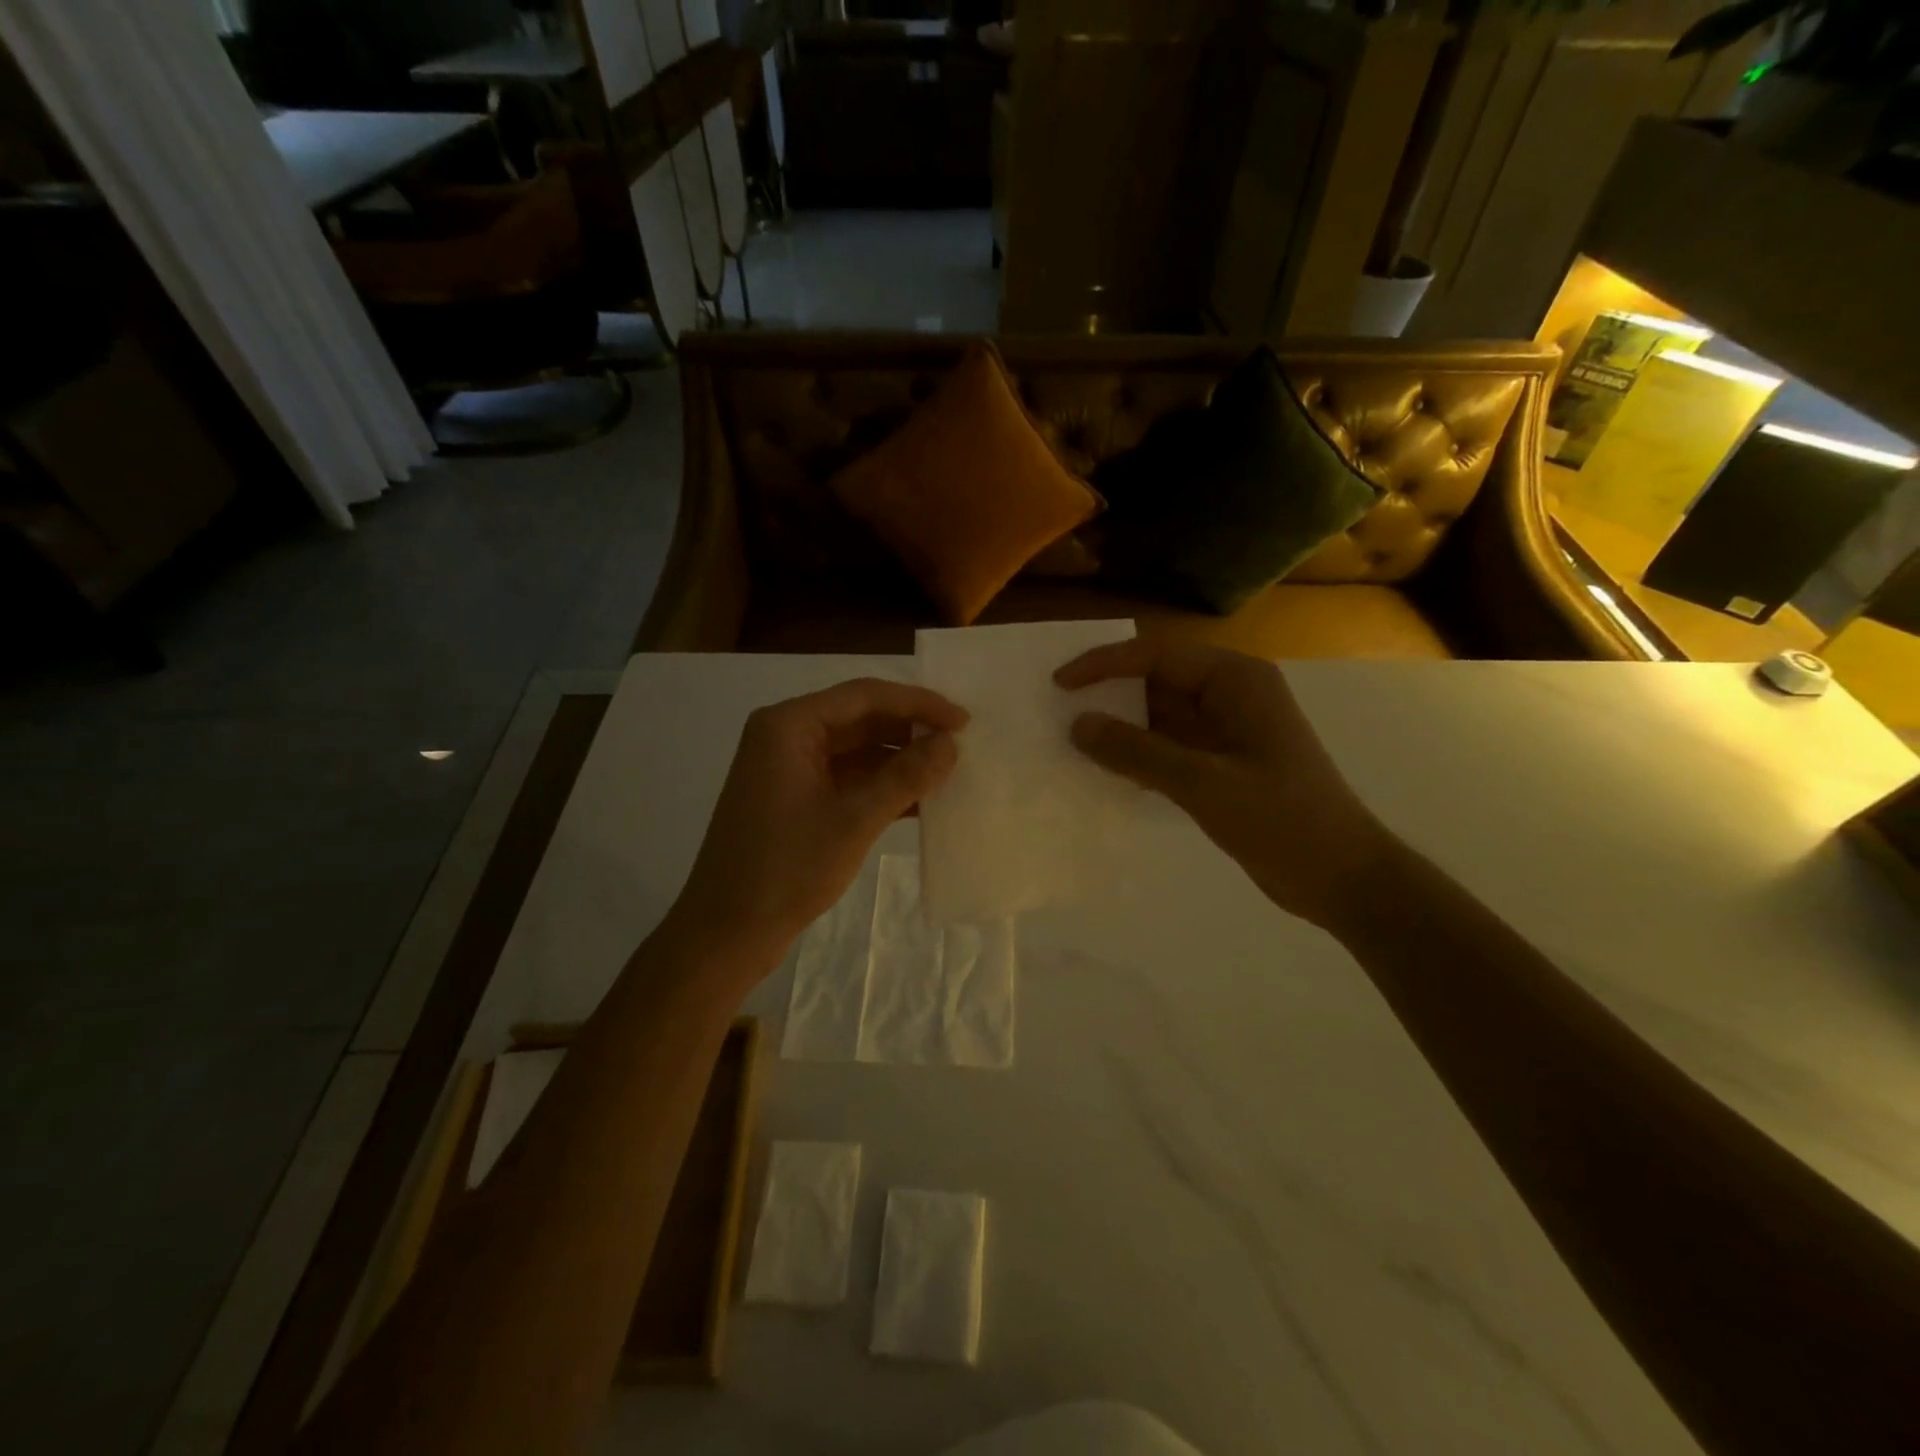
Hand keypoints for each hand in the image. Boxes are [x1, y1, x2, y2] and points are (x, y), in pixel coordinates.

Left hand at [674, 679, 966, 956]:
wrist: (726, 932)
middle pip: (860, 718)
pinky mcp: (795, 798)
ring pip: (856, 750)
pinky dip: (881, 786)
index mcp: (789, 725)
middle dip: (910, 731)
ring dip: (899, 761)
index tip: (963, 720)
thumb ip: (906, 776)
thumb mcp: (854, 820)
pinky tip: (921, 802)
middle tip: (961, 745)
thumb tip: (950, 743)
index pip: (864, 696)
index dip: (918, 703)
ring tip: (949, 773)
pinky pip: (847, 778)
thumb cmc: (786, 869)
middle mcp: (786, 736)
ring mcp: (789, 769)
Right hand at [1055, 640, 1394, 929]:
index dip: (1103, 666)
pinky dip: (1137, 756)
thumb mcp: (1204, 784)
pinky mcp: (1220, 764)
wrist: (1342, 878)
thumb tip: (1077, 724)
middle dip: (1108, 696)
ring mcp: (1226, 731)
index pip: (1156, 656)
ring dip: (1119, 729)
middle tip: (1054, 713)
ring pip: (1158, 717)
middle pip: (1155, 682)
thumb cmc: (1283, 820)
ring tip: (1068, 742)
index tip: (1059, 684)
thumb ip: (1138, 752)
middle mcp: (1229, 695)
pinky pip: (1167, 748)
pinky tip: (1104, 771)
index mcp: (1235, 680)